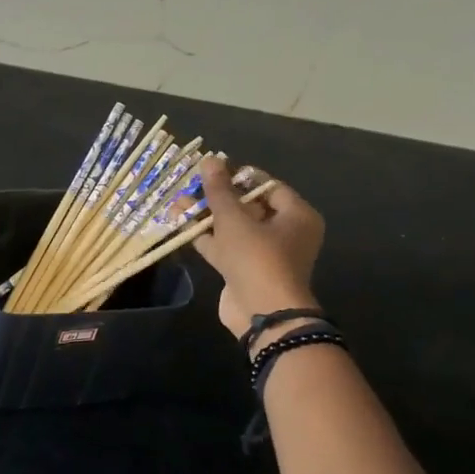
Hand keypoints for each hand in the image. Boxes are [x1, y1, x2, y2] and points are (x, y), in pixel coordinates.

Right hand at [192, 155, 325, 347]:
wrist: (263, 314)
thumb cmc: (257, 258)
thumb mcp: (235, 219)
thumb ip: (219, 190)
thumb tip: (209, 159)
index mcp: (296, 216)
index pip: (268, 186)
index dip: (240, 177)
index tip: (214, 170)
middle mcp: (285, 233)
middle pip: (249, 207)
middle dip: (218, 197)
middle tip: (192, 185)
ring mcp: (264, 254)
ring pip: (234, 228)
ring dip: (207, 217)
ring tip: (178, 203)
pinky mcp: (245, 271)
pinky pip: (226, 247)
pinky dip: (207, 237)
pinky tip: (181, 226)